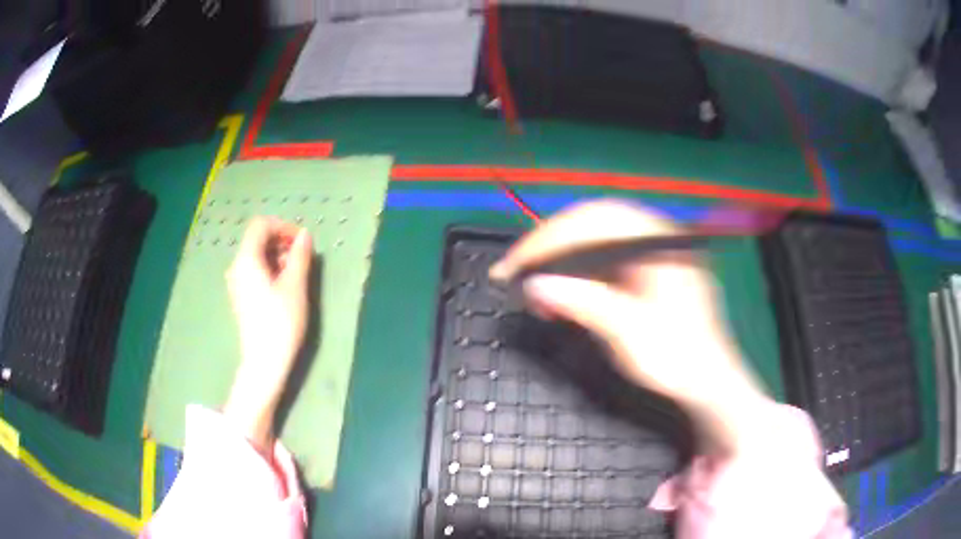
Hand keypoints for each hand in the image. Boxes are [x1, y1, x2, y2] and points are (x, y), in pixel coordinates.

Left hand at [223, 217, 312, 452]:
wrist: (264, 361)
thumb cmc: (281, 322)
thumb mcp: (295, 286)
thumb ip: (300, 256)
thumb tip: (305, 235)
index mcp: (247, 260)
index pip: (261, 225)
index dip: (283, 227)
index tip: (302, 241)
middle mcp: (237, 267)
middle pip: (257, 239)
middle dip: (281, 241)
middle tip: (302, 258)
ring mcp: (237, 283)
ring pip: (257, 256)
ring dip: (278, 256)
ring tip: (297, 274)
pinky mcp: (241, 296)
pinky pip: (254, 271)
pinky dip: (270, 270)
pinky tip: (285, 287)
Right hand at [490, 201, 766, 454]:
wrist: (709, 383)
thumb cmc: (677, 359)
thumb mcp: (629, 333)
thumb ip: (583, 302)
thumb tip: (534, 283)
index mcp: (658, 242)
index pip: (593, 220)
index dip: (549, 238)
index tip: (515, 265)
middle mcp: (656, 236)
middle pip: (591, 222)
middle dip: (550, 245)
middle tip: (516, 273)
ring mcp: (652, 251)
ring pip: (594, 239)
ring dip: (561, 260)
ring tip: (536, 289)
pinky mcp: (646, 269)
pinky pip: (604, 258)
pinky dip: (577, 272)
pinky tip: (563, 293)